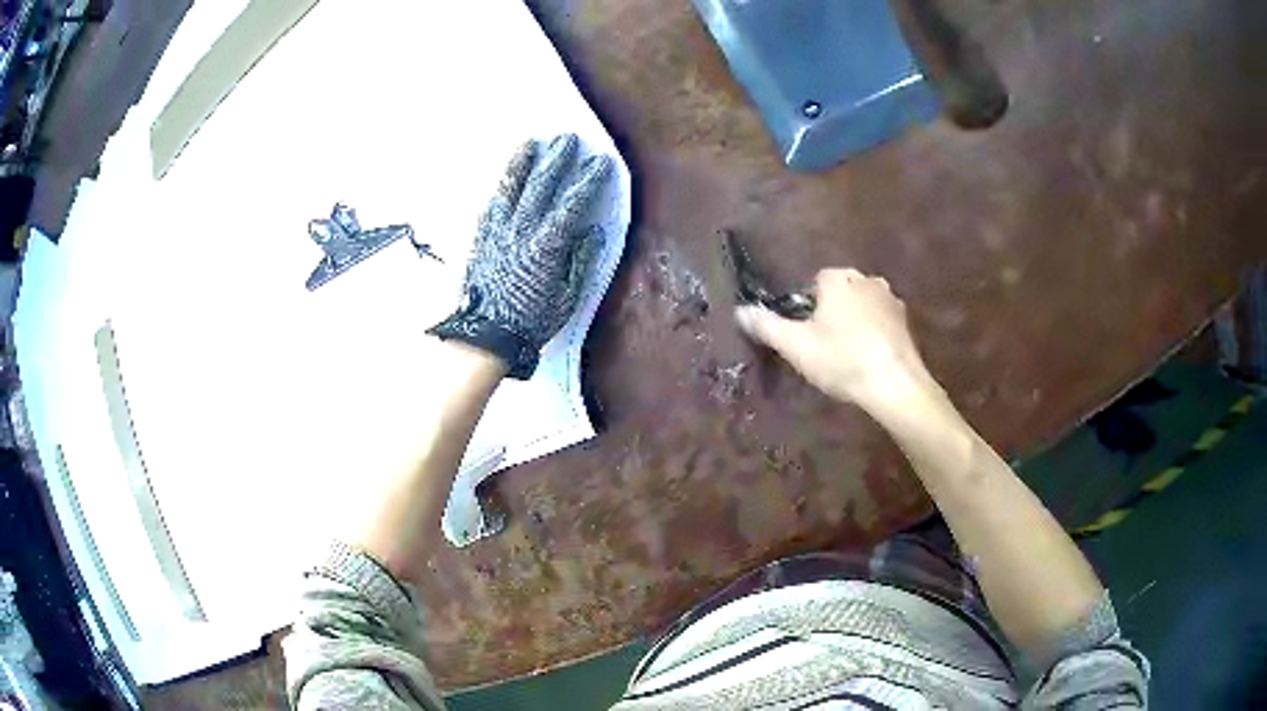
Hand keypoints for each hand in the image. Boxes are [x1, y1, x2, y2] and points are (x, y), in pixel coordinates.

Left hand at [429, 134, 612, 379]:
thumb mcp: (567, 298)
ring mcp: (497, 231)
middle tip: (568, 139)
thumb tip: (593, 230)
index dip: (588, 180)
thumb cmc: (531, 322)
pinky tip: (505, 178)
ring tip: (530, 143)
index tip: (601, 162)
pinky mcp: (480, 238)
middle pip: (540, 186)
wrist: (483, 336)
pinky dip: (501, 188)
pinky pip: (491, 205)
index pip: (572, 203)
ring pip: (510, 188)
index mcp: (546, 245)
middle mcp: (520, 230)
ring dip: (522, 163)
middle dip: (557, 160)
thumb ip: (580, 260)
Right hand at [736, 268, 937, 410]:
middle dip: (831, 312)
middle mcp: (866, 279)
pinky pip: (880, 322)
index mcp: (838, 278)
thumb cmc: (842, 360)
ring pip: (862, 306)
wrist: (894, 384)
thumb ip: (766, 325)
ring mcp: (891, 299)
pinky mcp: (906, 322)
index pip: (814, 282)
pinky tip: (868, 359)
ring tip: (847, 355)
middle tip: (823, 347)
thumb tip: (739, 311)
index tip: (804, 334)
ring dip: (854, 323)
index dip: (806, 308)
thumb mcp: (795, 346)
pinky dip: (873, 334)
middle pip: (840, 292)